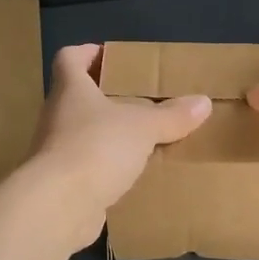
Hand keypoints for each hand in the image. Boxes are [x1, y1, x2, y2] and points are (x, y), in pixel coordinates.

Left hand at [26, 44, 210, 246]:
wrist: (58, 206)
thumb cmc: (97, 148)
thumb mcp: (143, 127)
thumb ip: (171, 116)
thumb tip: (203, 102)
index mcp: (70, 90)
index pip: (69, 59)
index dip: (87, 53)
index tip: (111, 58)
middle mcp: (57, 116)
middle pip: (77, 97)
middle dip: (106, 97)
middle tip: (139, 99)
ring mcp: (55, 152)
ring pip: (82, 134)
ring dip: (107, 134)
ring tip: (141, 138)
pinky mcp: (61, 184)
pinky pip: (86, 167)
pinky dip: (105, 168)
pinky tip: (130, 175)